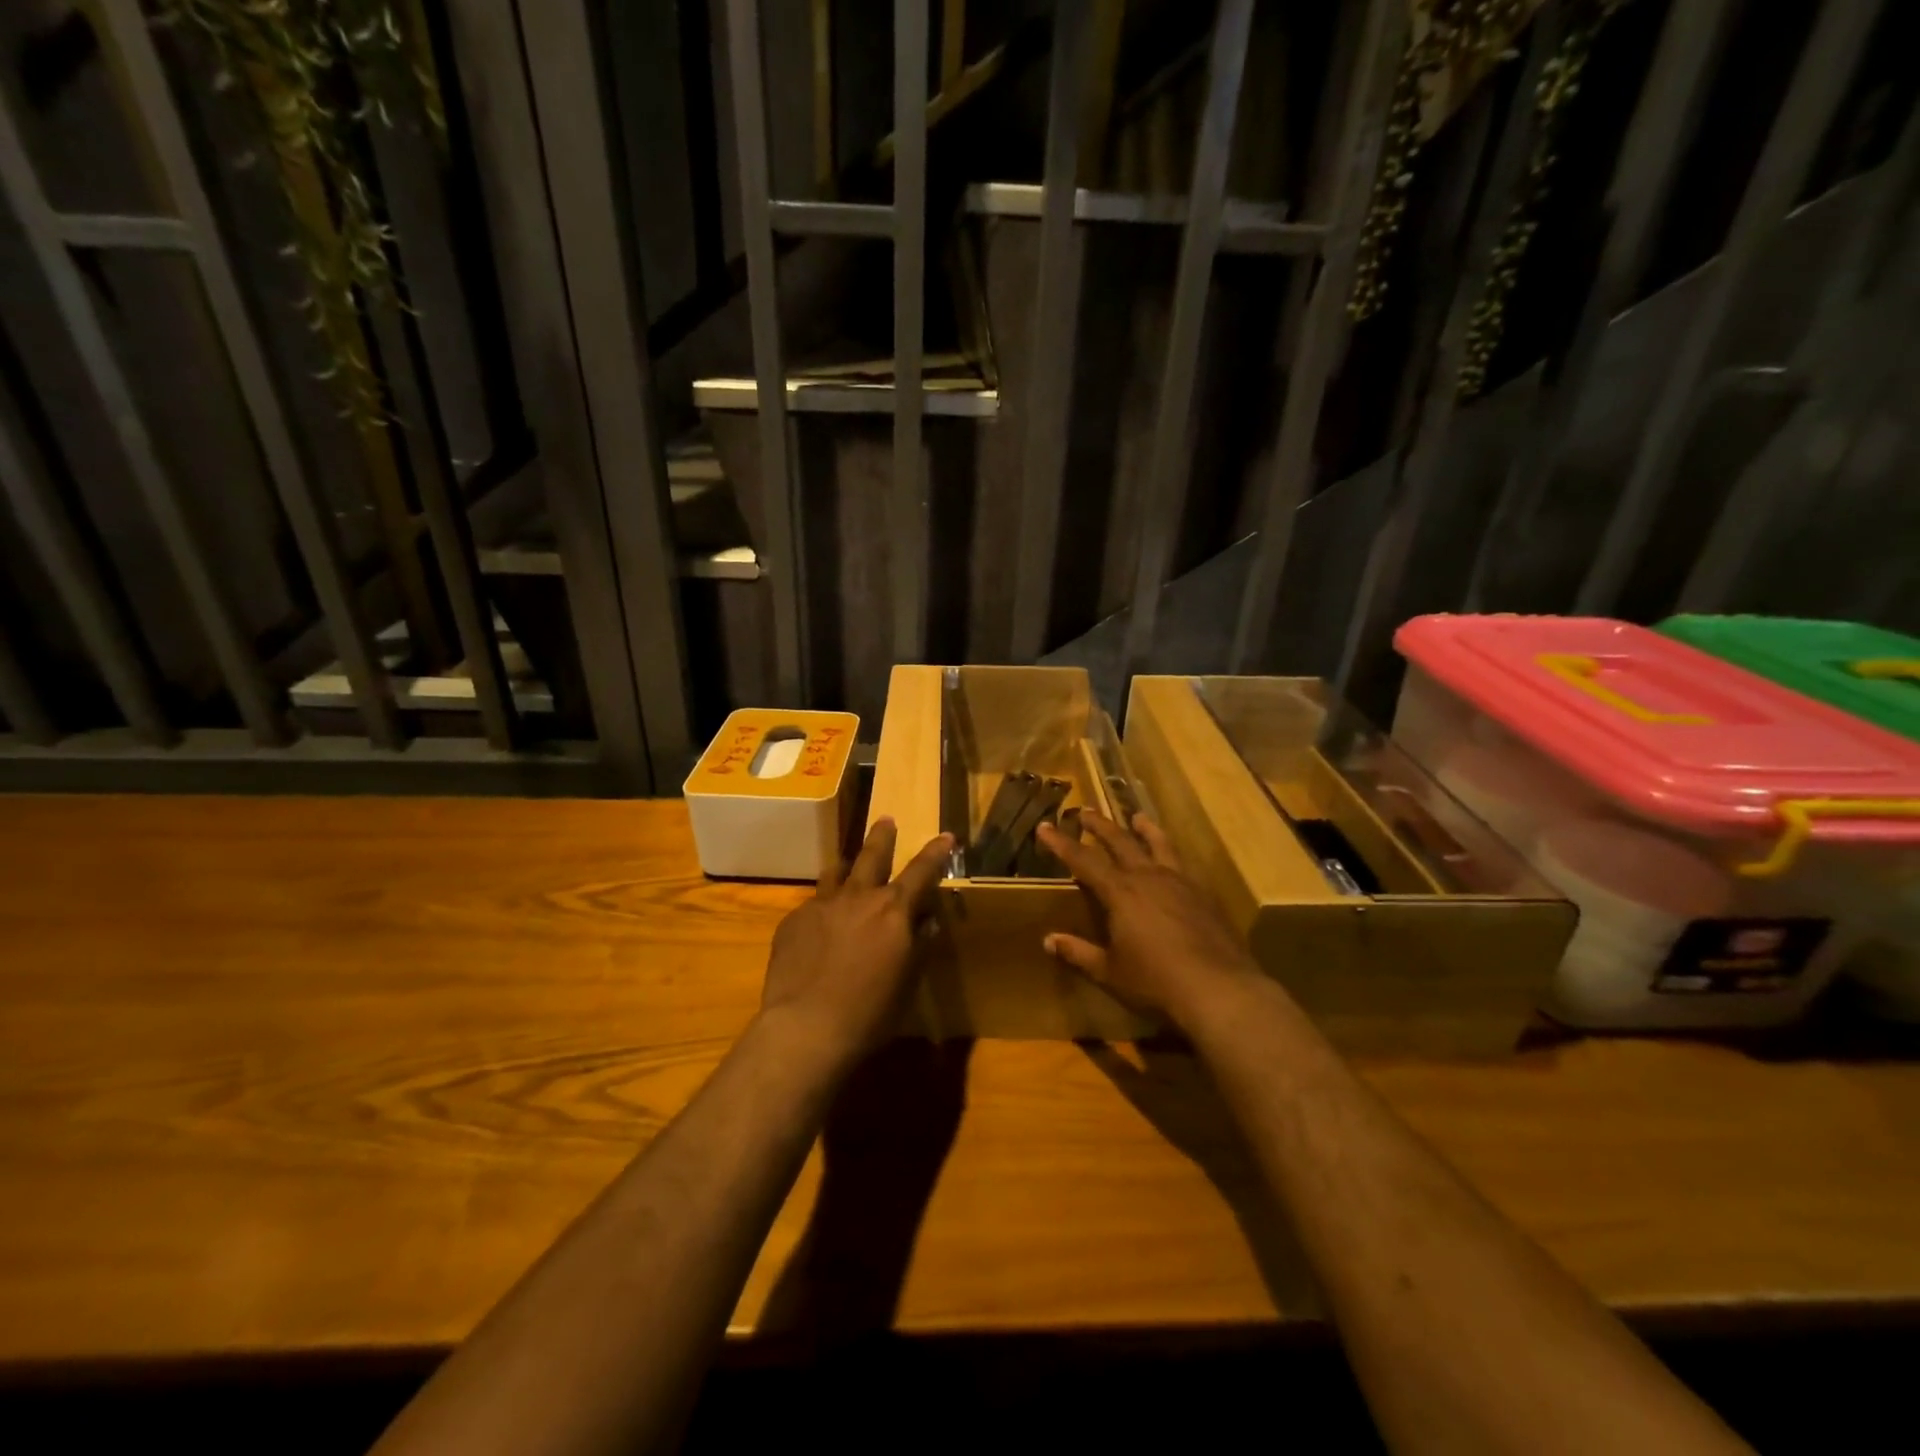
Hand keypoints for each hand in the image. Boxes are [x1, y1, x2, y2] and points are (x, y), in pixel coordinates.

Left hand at [759, 818, 952, 1070]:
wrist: (806, 1028)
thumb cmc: (870, 1013)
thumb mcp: (907, 981)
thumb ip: (918, 945)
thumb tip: (926, 921)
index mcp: (893, 911)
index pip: (921, 871)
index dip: (936, 852)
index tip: (945, 836)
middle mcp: (858, 897)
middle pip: (872, 855)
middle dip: (882, 836)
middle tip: (886, 819)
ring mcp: (822, 905)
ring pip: (836, 873)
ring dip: (846, 868)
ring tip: (847, 867)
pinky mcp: (793, 921)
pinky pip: (812, 906)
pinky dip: (823, 910)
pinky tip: (818, 932)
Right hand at [1037, 812, 1263, 1030]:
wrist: (1219, 988)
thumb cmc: (1155, 981)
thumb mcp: (1110, 971)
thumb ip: (1079, 953)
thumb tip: (1049, 940)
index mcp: (1120, 892)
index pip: (1083, 860)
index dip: (1062, 843)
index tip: (1045, 826)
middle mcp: (1148, 877)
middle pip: (1121, 842)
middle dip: (1100, 826)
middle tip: (1086, 811)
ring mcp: (1180, 883)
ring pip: (1158, 845)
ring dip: (1145, 829)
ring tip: (1137, 817)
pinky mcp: (1204, 895)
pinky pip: (1182, 864)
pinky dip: (1171, 854)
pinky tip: (1173, 862)